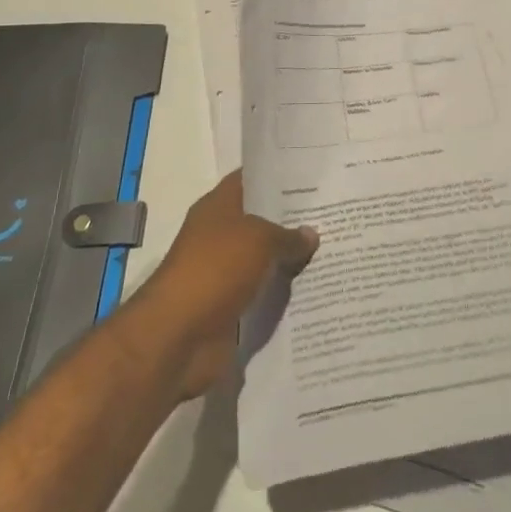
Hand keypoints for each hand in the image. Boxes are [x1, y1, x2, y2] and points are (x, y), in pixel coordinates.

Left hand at [130, 170, 316, 399]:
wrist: (179, 337)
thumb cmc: (216, 269)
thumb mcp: (260, 240)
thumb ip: (288, 236)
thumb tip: (311, 234)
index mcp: (218, 206)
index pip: (250, 180)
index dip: (277, 175)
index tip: (311, 174)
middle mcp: (219, 235)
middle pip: (260, 220)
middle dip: (291, 219)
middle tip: (331, 212)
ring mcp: (224, 272)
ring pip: (264, 258)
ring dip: (289, 258)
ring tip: (331, 248)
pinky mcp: (230, 306)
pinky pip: (263, 293)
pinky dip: (282, 292)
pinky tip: (316, 286)